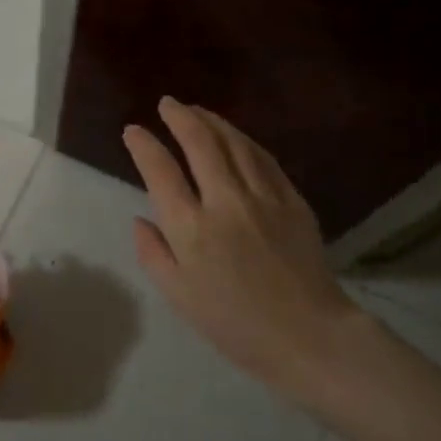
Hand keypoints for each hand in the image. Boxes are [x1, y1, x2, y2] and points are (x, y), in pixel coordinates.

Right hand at [124, 98, 365, 397]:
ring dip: (212, 121)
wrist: (308, 336)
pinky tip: (236, 136)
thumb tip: (141, 219)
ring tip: (196, 110)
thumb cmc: (235, 325)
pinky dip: (244, 140)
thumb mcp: (179, 297)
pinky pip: (264, 159)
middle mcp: (226, 202)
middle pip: (200, 144)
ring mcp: (263, 197)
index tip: (133, 131)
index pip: (161, 171)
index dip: (144, 145)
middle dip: (180, 117)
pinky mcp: (292, 200)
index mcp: (192, 229)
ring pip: (235, 143)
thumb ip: (153, 253)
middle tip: (167, 104)